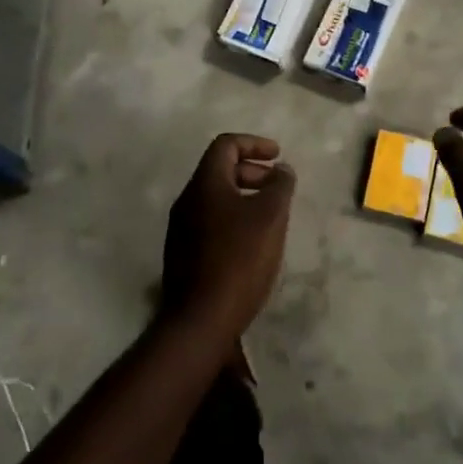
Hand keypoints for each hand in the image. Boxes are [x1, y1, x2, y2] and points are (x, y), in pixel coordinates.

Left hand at [160, 134, 294, 341]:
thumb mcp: (271, 216)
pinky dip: (234, 218)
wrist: (200, 319)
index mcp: (205, 184)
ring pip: (216, 198)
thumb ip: (280, 185)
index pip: (226, 145)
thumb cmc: (239, 258)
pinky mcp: (183, 253)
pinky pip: (211, 221)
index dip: (254, 144)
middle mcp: (187, 200)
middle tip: (278, 187)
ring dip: (244, 196)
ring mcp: (181, 228)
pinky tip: (252, 243)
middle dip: (252, 172)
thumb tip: (281, 170)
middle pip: (220, 170)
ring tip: (270, 216)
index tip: (278, 156)